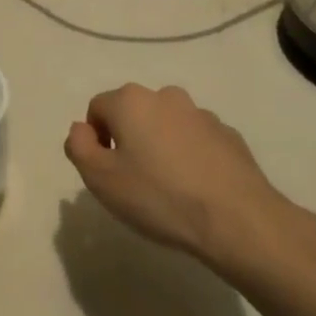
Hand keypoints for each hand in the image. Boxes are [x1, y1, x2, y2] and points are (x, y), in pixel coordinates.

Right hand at [64, 84, 280, 265]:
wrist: (236, 219)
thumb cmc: (159, 196)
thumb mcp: (100, 179)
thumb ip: (79, 146)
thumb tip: (81, 129)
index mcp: (131, 101)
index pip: (97, 108)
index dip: (95, 139)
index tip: (106, 172)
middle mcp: (165, 96)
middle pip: (133, 113)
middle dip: (128, 139)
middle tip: (132, 180)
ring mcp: (201, 114)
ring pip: (166, 125)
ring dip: (159, 146)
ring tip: (167, 187)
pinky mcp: (229, 135)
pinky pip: (196, 140)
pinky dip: (189, 156)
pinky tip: (195, 189)